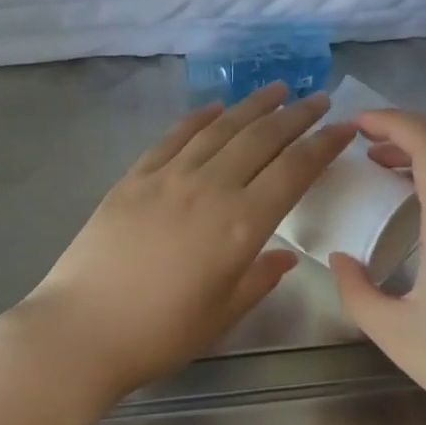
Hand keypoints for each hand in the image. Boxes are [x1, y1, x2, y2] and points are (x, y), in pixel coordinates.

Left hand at [21, 83, 355, 400]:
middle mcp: (210, 188)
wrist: (81, 329)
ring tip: (276, 90)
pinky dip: (199, 118)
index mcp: (241, 225)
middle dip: (295, 116)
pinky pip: (174, 137)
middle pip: (261, 139)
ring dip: (252, 106)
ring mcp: (168, 177)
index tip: (344, 127)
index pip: (294, 171)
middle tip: (317, 99)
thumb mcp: (222, 315)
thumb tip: (284, 257)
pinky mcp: (134, 177)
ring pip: (220, 129)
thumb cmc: (159, 334)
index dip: (323, 146)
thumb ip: (259, 279)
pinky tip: (215, 108)